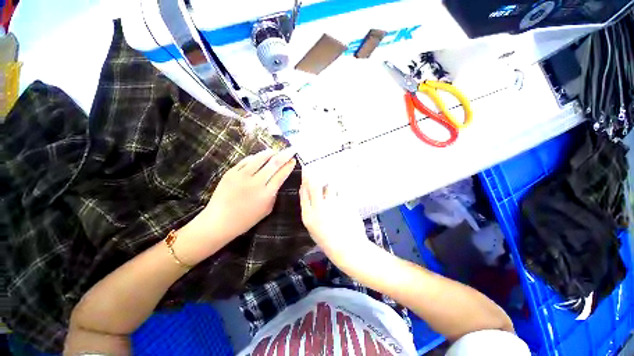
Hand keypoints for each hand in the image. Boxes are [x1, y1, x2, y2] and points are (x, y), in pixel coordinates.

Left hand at [177, 149, 296, 263]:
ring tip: (276, 151)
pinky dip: (255, 157)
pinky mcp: (231, 172)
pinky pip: (246, 160)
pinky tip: (260, 156)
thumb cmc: (246, 219)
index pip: (281, 175)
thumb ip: (274, 194)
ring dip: (270, 153)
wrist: (219, 221)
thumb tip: (277, 180)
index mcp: (266, 194)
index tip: (293, 160)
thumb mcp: (267, 209)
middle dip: (284, 155)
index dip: (288, 166)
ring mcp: (242, 176)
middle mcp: (256, 182)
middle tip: (290, 150)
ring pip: (260, 158)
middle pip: (274, 164)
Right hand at [299, 172, 369, 258]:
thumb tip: (310, 197)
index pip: (303, 194)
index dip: (304, 182)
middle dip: (314, 176)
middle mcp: (318, 207)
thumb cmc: (328, 241)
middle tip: (315, 170)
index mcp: (308, 216)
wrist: (347, 248)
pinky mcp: (344, 203)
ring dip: (330, 185)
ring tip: (332, 187)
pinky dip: (340, 191)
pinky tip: (342, 194)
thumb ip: (310, 212)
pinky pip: (341, 192)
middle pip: (314, 186)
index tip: (305, 174)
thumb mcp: (313, 229)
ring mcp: (332, 204)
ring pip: (329, 186)